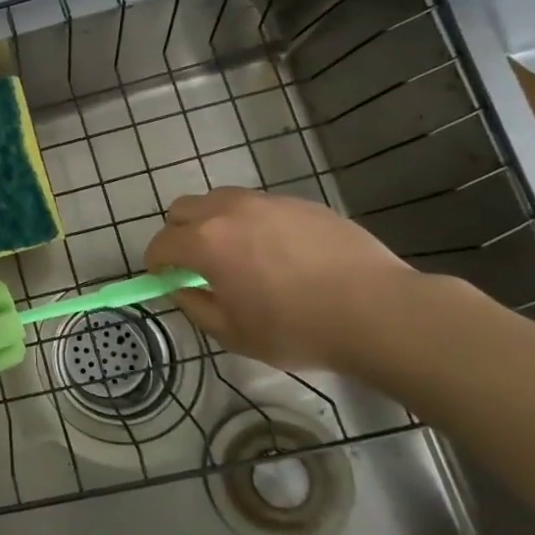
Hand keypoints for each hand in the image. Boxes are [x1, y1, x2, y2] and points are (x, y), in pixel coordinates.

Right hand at [144, 188, 414, 370]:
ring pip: (220, 201)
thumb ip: (196, 307)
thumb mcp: (234, 334)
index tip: (164, 279)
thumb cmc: (297, 329)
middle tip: (195, 263)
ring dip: (213, 223)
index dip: (156, 263)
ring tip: (238, 254)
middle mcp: (229, 211)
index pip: (160, 244)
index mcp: (205, 242)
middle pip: (182, 208)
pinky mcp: (301, 203)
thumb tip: (182, 288)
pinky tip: (280, 254)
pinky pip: (260, 206)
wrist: (378, 311)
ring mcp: (267, 202)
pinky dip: (253, 224)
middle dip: (178, 233)